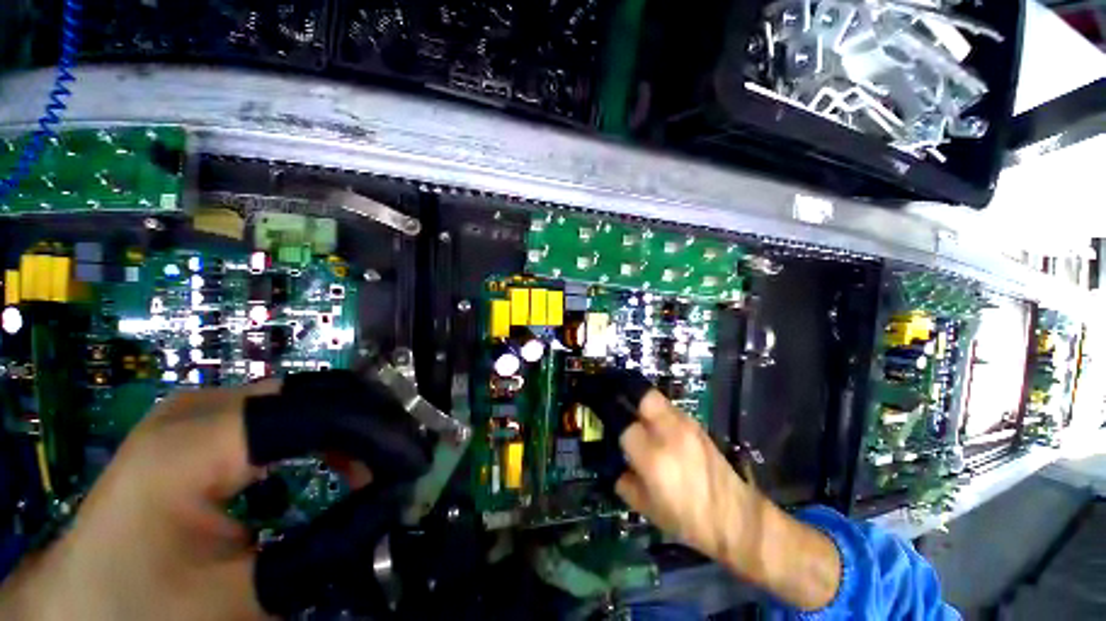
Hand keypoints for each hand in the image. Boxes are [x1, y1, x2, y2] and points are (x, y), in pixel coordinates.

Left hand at [0, 371, 430, 620]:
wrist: (84, 604)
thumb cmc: (150, 610)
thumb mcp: (244, 597)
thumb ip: (329, 545)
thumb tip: (397, 497)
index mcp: (194, 444)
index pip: (316, 415)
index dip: (377, 435)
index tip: (415, 463)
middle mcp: (202, 406)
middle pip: (316, 392)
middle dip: (372, 424)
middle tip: (403, 460)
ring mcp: (202, 408)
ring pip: (307, 396)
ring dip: (352, 427)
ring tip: (373, 467)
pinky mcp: (207, 422)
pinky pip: (286, 411)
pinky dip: (324, 432)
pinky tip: (336, 462)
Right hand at [615, 391, 760, 570]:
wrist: (737, 518)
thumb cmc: (688, 520)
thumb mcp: (647, 508)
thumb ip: (623, 482)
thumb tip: (614, 464)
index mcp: (653, 458)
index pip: (624, 425)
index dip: (613, 424)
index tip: (606, 423)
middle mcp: (669, 434)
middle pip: (643, 397)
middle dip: (628, 397)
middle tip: (621, 406)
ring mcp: (687, 426)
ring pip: (657, 398)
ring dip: (643, 404)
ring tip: (638, 416)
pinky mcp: (698, 426)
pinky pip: (671, 409)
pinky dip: (660, 413)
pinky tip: (660, 427)